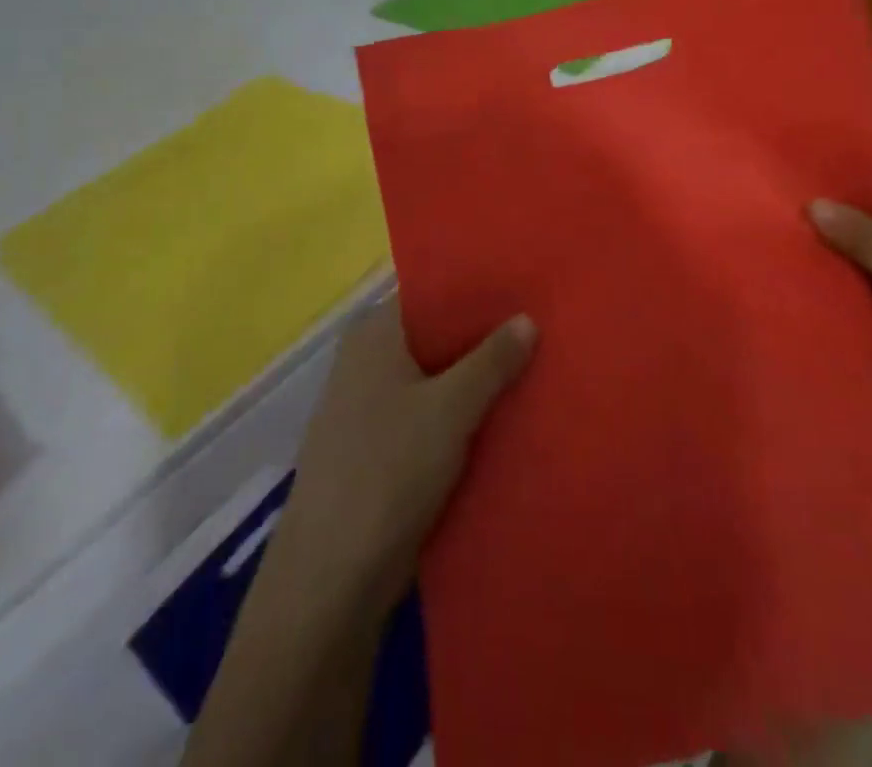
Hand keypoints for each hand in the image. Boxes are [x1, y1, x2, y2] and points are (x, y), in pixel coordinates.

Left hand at [274, 298, 535, 616]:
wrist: (330, 580)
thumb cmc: (389, 471)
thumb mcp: (451, 408)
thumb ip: (492, 360)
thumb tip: (527, 318)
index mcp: (374, 332)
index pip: (432, 293)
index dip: (479, 292)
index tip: (525, 291)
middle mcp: (365, 359)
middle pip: (435, 335)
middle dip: (484, 339)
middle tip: (541, 331)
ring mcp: (367, 406)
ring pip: (434, 378)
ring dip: (474, 381)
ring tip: (533, 370)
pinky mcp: (375, 449)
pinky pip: (426, 415)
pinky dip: (458, 415)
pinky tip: (501, 420)